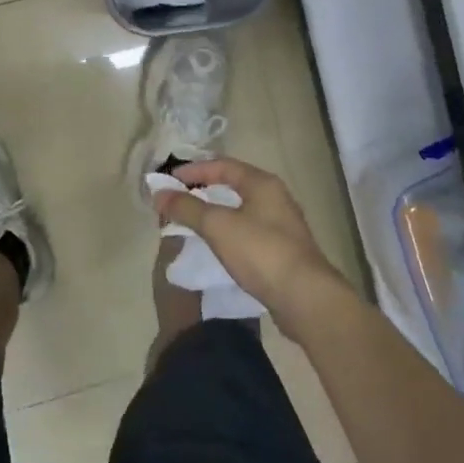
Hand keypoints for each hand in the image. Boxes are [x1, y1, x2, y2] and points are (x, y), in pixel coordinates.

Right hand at [155, 158, 351, 325]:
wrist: (304, 297)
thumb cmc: (261, 251)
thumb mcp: (218, 226)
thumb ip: (187, 207)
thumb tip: (159, 193)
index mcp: (262, 183)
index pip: (223, 165)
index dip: (194, 169)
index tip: (169, 180)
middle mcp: (275, 198)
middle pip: (234, 185)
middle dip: (204, 190)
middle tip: (178, 199)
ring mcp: (282, 225)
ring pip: (242, 209)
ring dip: (216, 212)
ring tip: (192, 222)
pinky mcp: (283, 250)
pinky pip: (248, 231)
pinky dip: (228, 231)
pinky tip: (217, 246)